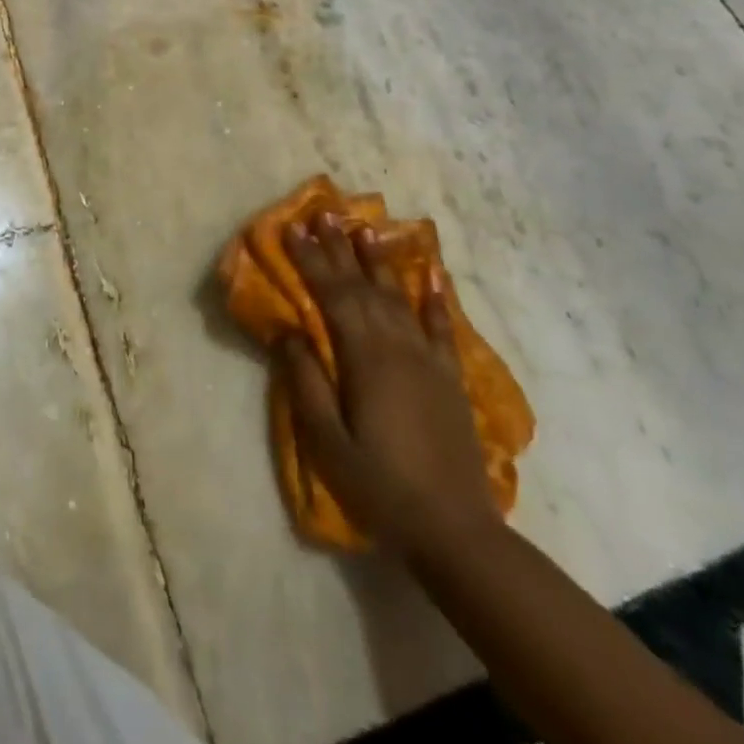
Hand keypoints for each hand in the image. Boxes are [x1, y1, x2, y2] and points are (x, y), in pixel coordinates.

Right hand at [275, 212, 495, 556]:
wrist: (455, 530)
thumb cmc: (379, 486)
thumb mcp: (327, 440)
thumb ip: (305, 381)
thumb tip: (287, 330)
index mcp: (365, 359)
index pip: (332, 295)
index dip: (310, 260)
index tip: (292, 229)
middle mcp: (398, 347)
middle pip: (362, 287)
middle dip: (338, 249)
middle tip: (322, 213)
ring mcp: (428, 360)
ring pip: (397, 297)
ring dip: (377, 260)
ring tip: (362, 227)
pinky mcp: (449, 377)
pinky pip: (441, 326)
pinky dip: (434, 297)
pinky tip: (430, 272)